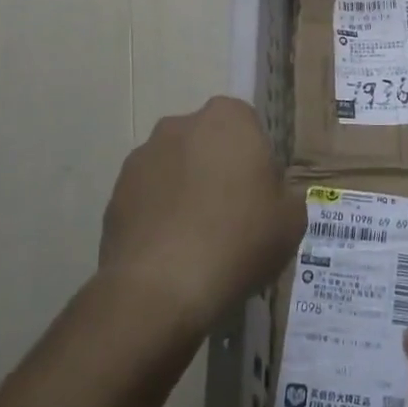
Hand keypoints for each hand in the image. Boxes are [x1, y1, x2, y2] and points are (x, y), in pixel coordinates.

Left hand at [98, 97, 305, 341]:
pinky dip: (158, 216)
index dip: (255, 159)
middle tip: (231, 215)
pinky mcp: (115, 193)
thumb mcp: (292, 221)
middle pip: (207, 142)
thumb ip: (286, 194)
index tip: (259, 194)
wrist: (161, 288)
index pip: (247, 124)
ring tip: (196, 240)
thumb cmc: (239, 240)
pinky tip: (169, 253)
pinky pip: (147, 198)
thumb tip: (272, 196)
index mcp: (228, 118)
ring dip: (184, 191)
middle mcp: (180, 125)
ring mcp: (142, 157)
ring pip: (174, 168)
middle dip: (216, 169)